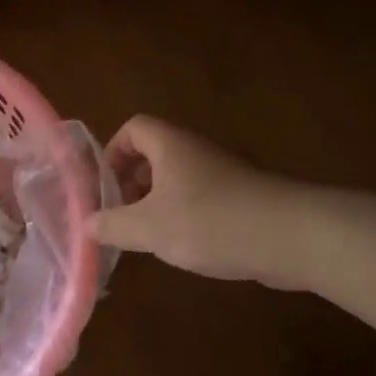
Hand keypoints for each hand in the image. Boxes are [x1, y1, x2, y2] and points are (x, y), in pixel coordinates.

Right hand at [89, 116, 276, 282]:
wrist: (289, 237)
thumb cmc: (208, 222)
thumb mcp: (148, 227)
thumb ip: (112, 225)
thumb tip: (87, 224)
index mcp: (170, 146)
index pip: (134, 128)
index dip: (114, 151)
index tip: (105, 186)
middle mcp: (196, 151)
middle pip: (155, 154)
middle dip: (132, 183)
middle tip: (122, 215)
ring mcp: (223, 174)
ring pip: (179, 179)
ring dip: (158, 203)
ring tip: (149, 236)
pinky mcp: (243, 198)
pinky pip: (203, 199)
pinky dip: (186, 217)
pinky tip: (186, 247)